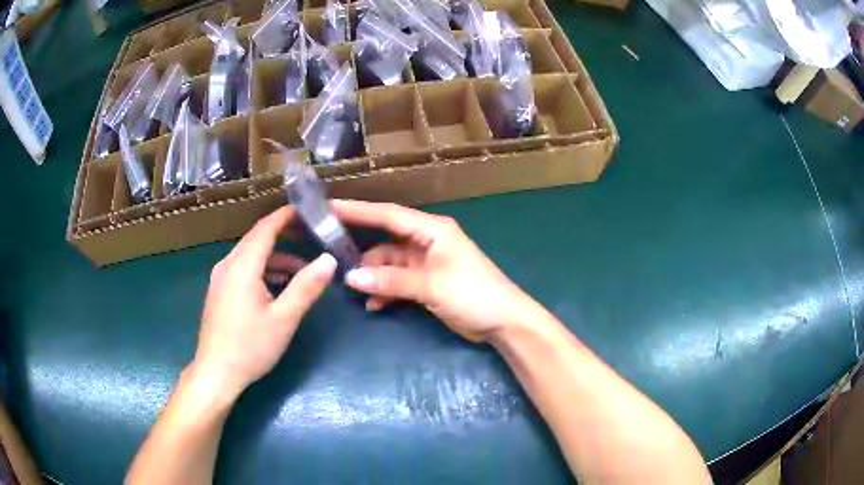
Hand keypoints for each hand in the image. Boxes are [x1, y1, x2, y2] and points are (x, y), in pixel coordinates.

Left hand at [193, 206, 336, 396]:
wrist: (216, 373)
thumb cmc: (250, 347)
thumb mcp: (283, 319)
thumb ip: (306, 287)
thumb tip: (329, 259)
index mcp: (242, 265)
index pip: (266, 227)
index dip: (287, 215)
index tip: (310, 210)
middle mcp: (228, 264)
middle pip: (258, 238)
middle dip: (285, 234)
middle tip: (313, 236)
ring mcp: (221, 278)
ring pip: (251, 255)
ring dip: (277, 257)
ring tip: (303, 270)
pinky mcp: (220, 291)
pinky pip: (244, 269)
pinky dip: (264, 270)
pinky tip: (279, 287)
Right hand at [335, 200, 540, 341]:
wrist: (502, 321)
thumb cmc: (473, 293)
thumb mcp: (431, 284)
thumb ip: (391, 280)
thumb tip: (352, 278)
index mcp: (432, 230)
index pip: (389, 215)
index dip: (358, 210)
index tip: (330, 207)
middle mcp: (426, 241)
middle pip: (386, 239)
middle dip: (361, 248)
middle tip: (330, 252)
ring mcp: (426, 263)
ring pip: (389, 263)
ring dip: (374, 276)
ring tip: (353, 289)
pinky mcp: (427, 283)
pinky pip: (398, 282)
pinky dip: (386, 291)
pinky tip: (374, 305)